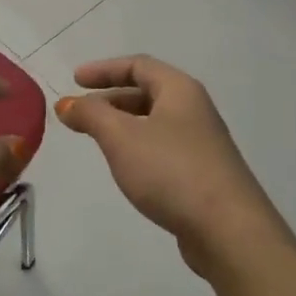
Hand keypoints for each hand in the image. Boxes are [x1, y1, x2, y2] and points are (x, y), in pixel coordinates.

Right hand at [56, 55, 289, 281]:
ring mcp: (201, 143)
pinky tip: (126, 167)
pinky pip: (163, 148)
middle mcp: (194, 110)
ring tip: (97, 139)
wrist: (228, 230)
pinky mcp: (202, 174)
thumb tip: (67, 104)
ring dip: (123, 124)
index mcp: (180, 90)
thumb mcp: (122, 137)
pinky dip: (138, 147)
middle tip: (80, 113)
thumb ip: (91, 115)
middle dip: (111, 98)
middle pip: (148, 92)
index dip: (104, 69)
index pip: (139, 65)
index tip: (74, 80)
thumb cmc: (171, 171)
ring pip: (155, 122)